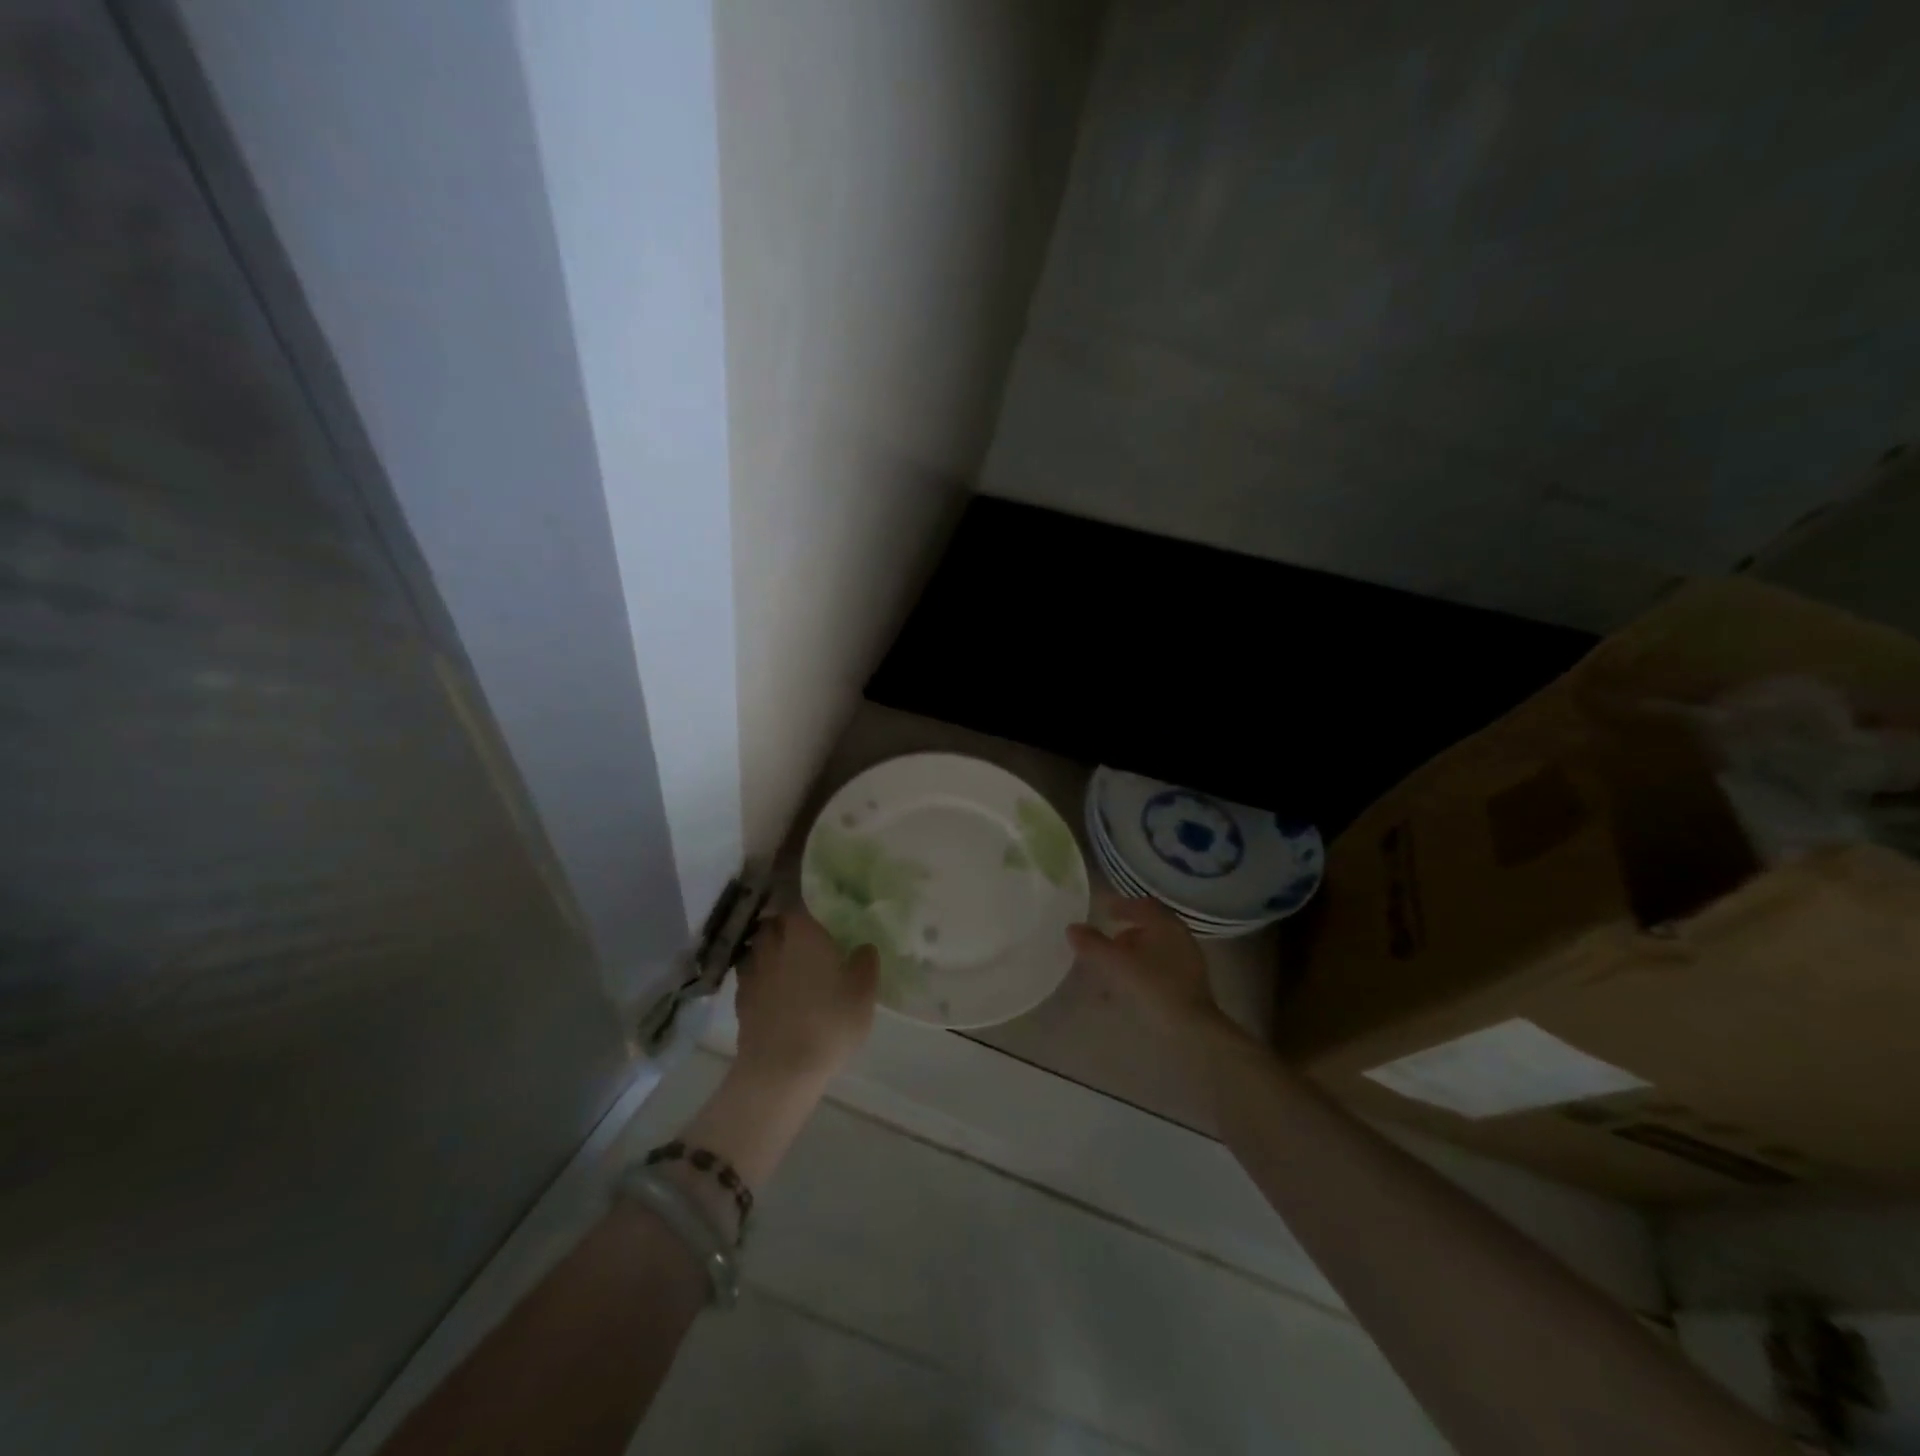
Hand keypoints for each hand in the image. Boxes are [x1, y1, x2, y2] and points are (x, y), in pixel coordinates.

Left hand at [732, 911, 878, 1086]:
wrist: (780, 1069)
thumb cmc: (829, 1021)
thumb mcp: (863, 992)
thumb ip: (865, 962)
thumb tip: (864, 947)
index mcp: (802, 932)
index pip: (796, 903)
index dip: (804, 907)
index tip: (815, 914)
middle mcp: (772, 943)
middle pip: (773, 924)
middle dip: (784, 928)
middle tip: (804, 939)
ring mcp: (751, 972)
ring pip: (758, 949)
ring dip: (769, 952)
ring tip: (787, 965)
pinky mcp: (740, 1000)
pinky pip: (751, 977)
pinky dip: (761, 979)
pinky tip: (774, 993)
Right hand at [1067, 898, 1244, 1047]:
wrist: (1192, 1028)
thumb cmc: (1153, 986)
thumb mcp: (1116, 963)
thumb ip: (1093, 944)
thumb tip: (1072, 928)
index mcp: (1166, 924)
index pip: (1143, 906)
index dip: (1122, 907)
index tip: (1104, 912)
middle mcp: (1180, 937)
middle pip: (1149, 928)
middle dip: (1125, 934)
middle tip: (1106, 941)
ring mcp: (1188, 961)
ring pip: (1154, 950)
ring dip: (1132, 955)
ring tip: (1111, 969)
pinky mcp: (1189, 984)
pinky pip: (1160, 969)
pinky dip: (1141, 971)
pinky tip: (1127, 988)